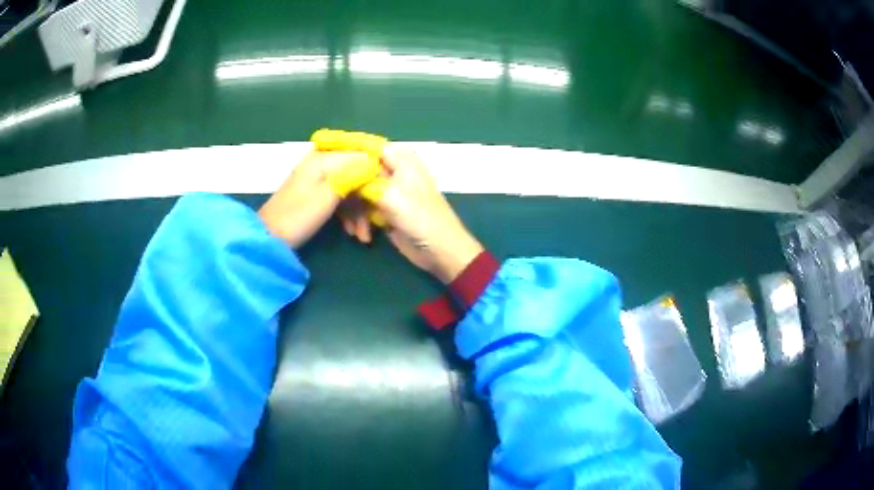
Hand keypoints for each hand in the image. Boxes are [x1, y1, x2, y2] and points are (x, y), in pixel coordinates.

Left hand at [260, 151, 369, 248]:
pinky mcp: (317, 196)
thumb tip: (376, 162)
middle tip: (376, 222)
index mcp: (324, 159)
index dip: (378, 173)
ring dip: (360, 211)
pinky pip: (341, 199)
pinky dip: (349, 215)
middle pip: (358, 174)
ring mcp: (319, 180)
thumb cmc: (298, 216)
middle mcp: (323, 164)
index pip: (362, 156)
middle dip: (369, 198)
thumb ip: (352, 175)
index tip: (390, 194)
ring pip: (351, 189)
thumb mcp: (327, 195)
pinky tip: (354, 233)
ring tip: (364, 236)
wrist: (269, 238)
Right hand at [341, 145, 482, 283]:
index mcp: (400, 158)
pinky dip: (359, 221)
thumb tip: (338, 170)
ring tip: (355, 230)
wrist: (440, 252)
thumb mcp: (389, 195)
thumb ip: (363, 180)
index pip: (365, 147)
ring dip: (353, 212)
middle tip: (339, 209)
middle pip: (357, 171)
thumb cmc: (420, 218)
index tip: (325, 164)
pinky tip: (362, 235)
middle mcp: (393, 169)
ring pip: (357, 192)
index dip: (346, 154)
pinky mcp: (385, 209)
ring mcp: (388, 190)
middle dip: (347, 191)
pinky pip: (362, 209)